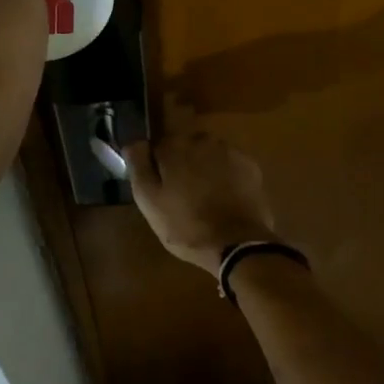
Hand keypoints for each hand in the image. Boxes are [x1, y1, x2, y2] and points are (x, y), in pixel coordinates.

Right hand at [123, 132, 277, 272]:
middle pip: (185, 149)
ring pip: (208, 156)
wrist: (237, 243)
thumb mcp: (149, 200)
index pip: (158, 148)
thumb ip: (138, 165)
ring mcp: (230, 151)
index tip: (160, 190)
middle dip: (182, 167)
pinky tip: (224, 200)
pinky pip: (229, 166)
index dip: (157, 169)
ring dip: (204, 170)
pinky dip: (225, 177)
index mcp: (175, 146)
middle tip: (182, 198)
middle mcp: (203, 139)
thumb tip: (134, 142)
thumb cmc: (185, 225)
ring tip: (205, 201)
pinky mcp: (250, 166)